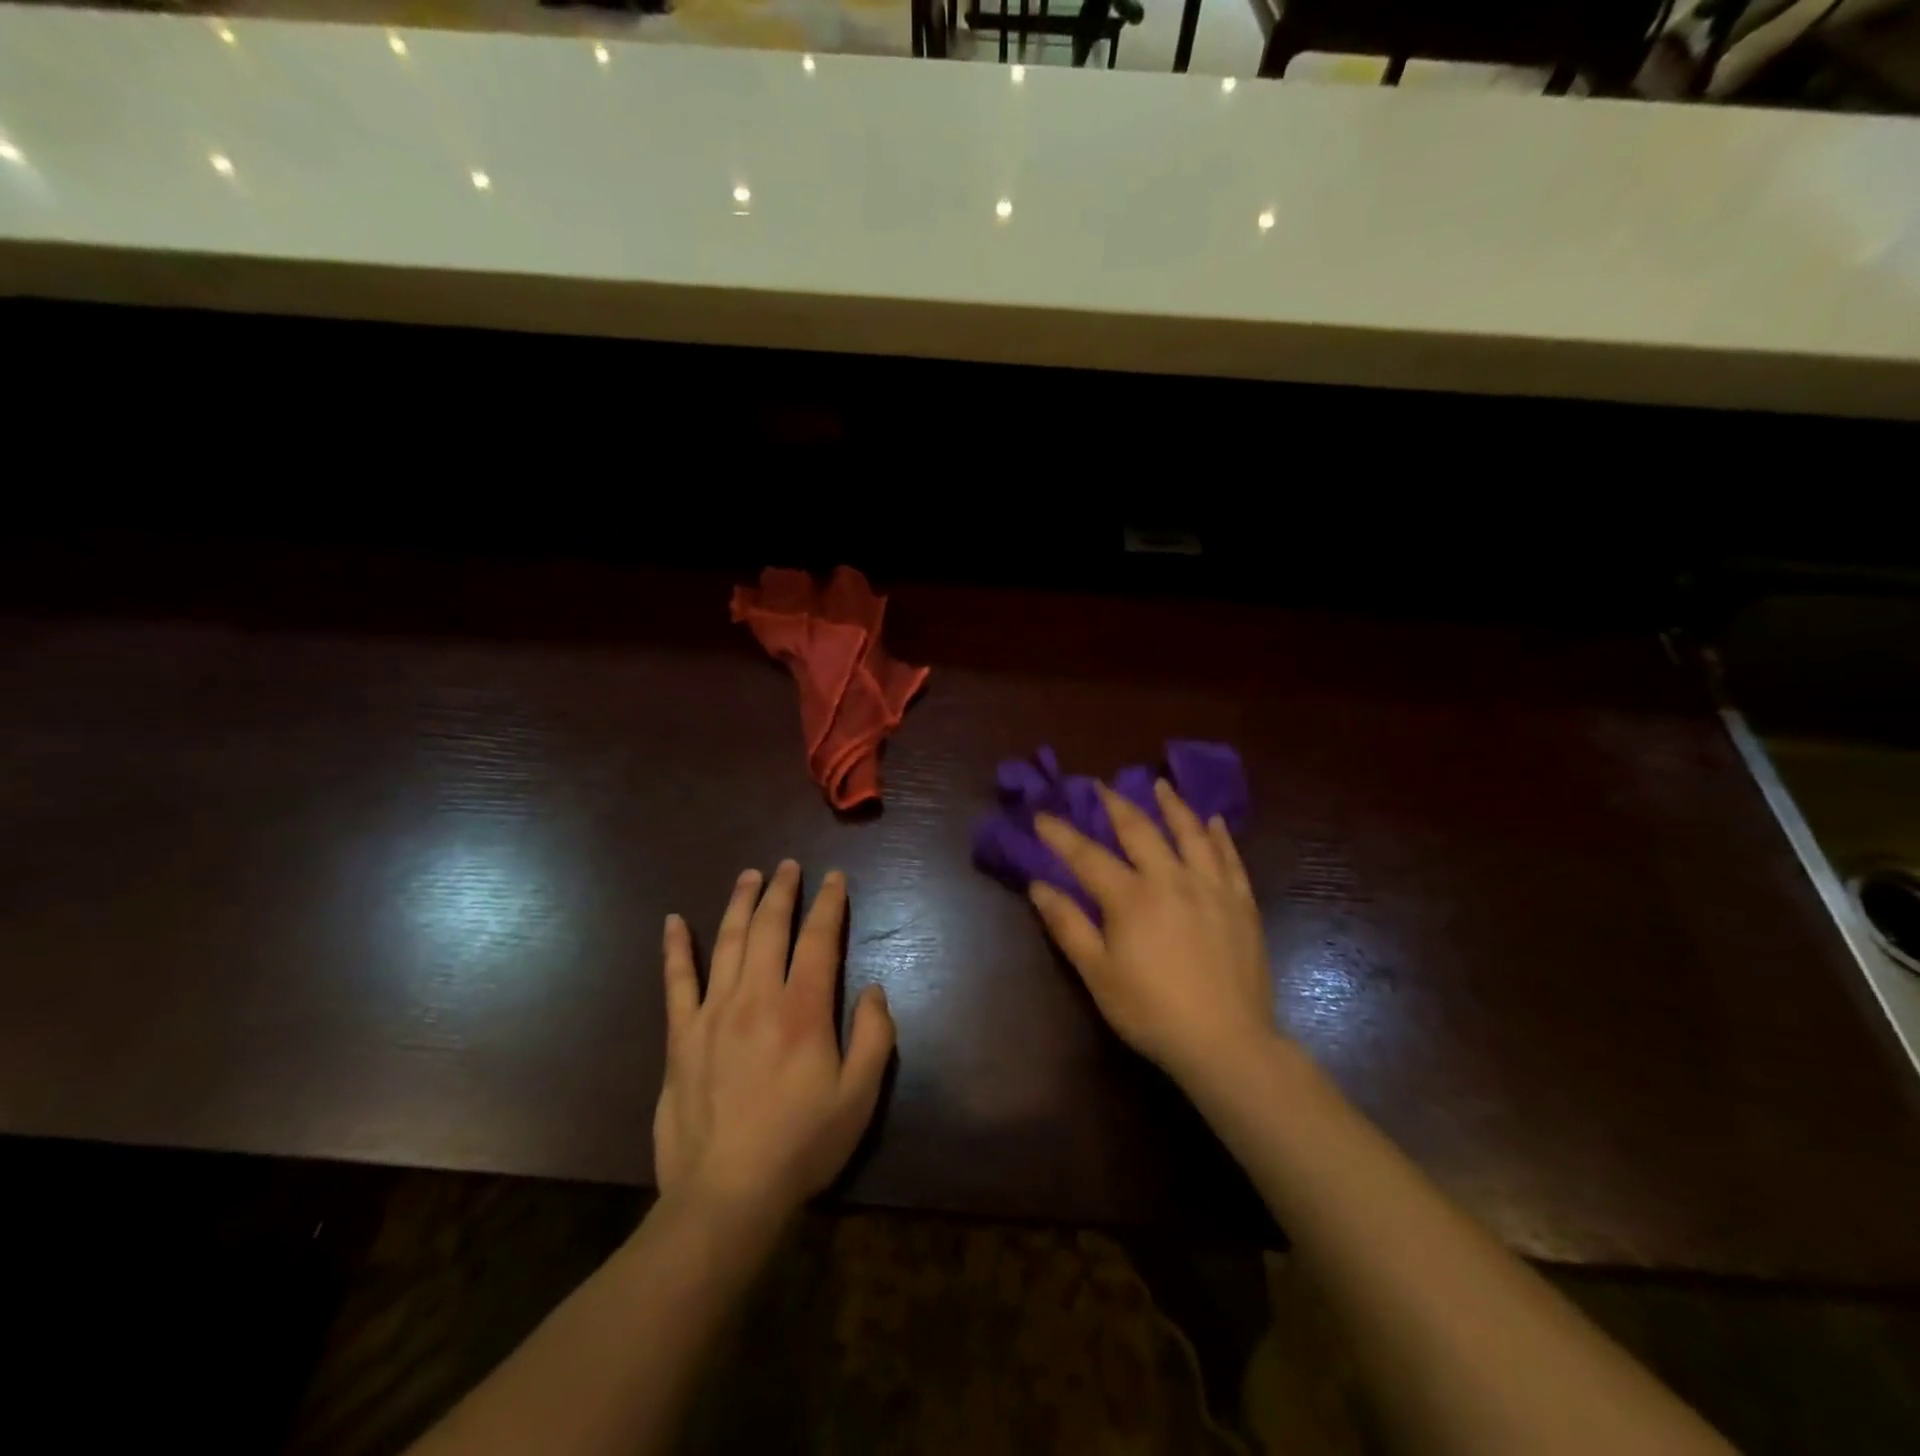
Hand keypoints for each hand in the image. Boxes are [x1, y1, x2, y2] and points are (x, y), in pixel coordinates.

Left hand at [654, 861, 894, 1222]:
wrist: (726, 1195)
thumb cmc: (802, 1145)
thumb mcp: (860, 1097)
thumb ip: (875, 1037)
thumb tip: (874, 989)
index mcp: (803, 1010)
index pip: (819, 940)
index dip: (829, 904)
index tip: (834, 878)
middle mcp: (757, 998)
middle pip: (770, 928)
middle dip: (782, 892)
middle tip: (789, 866)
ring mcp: (713, 1013)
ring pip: (727, 942)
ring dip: (740, 903)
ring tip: (749, 875)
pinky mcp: (681, 1037)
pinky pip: (676, 982)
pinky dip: (675, 948)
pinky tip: (673, 921)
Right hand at [1030, 780, 1276, 1091]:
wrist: (1226, 1043)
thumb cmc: (1151, 1011)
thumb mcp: (1097, 973)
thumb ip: (1068, 925)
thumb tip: (1038, 885)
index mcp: (1131, 897)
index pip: (1087, 855)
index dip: (1060, 833)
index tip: (1041, 814)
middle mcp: (1171, 879)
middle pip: (1140, 830)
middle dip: (1116, 804)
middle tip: (1101, 785)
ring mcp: (1211, 887)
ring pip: (1190, 833)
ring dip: (1172, 805)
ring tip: (1160, 784)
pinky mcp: (1241, 903)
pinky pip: (1229, 858)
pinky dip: (1219, 836)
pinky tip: (1214, 821)